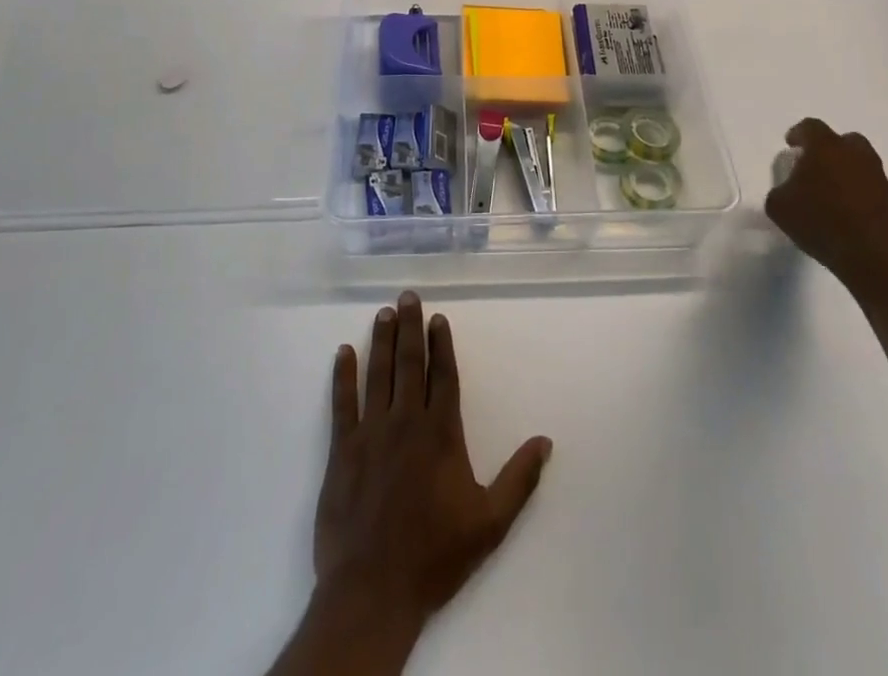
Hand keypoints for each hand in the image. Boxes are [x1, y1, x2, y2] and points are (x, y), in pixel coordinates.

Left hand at [315, 291, 551, 636]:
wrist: (374, 591)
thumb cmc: (435, 555)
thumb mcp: (490, 523)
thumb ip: (519, 479)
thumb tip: (545, 441)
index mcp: (441, 433)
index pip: (443, 375)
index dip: (441, 344)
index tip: (437, 318)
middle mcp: (406, 421)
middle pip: (409, 363)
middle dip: (410, 327)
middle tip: (407, 296)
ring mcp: (371, 433)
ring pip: (378, 374)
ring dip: (381, 340)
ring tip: (384, 313)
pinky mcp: (342, 450)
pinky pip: (342, 403)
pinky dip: (342, 375)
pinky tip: (343, 352)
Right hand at [764, 119, 887, 292]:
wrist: (875, 256)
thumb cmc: (821, 222)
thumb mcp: (779, 207)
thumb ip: (780, 189)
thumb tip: (789, 189)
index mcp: (825, 146)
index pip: (810, 127)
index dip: (798, 134)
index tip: (791, 146)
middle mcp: (854, 153)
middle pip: (841, 140)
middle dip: (826, 149)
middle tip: (813, 167)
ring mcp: (876, 175)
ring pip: (858, 162)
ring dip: (844, 170)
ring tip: (829, 192)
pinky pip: (868, 184)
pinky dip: (857, 191)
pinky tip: (845, 210)